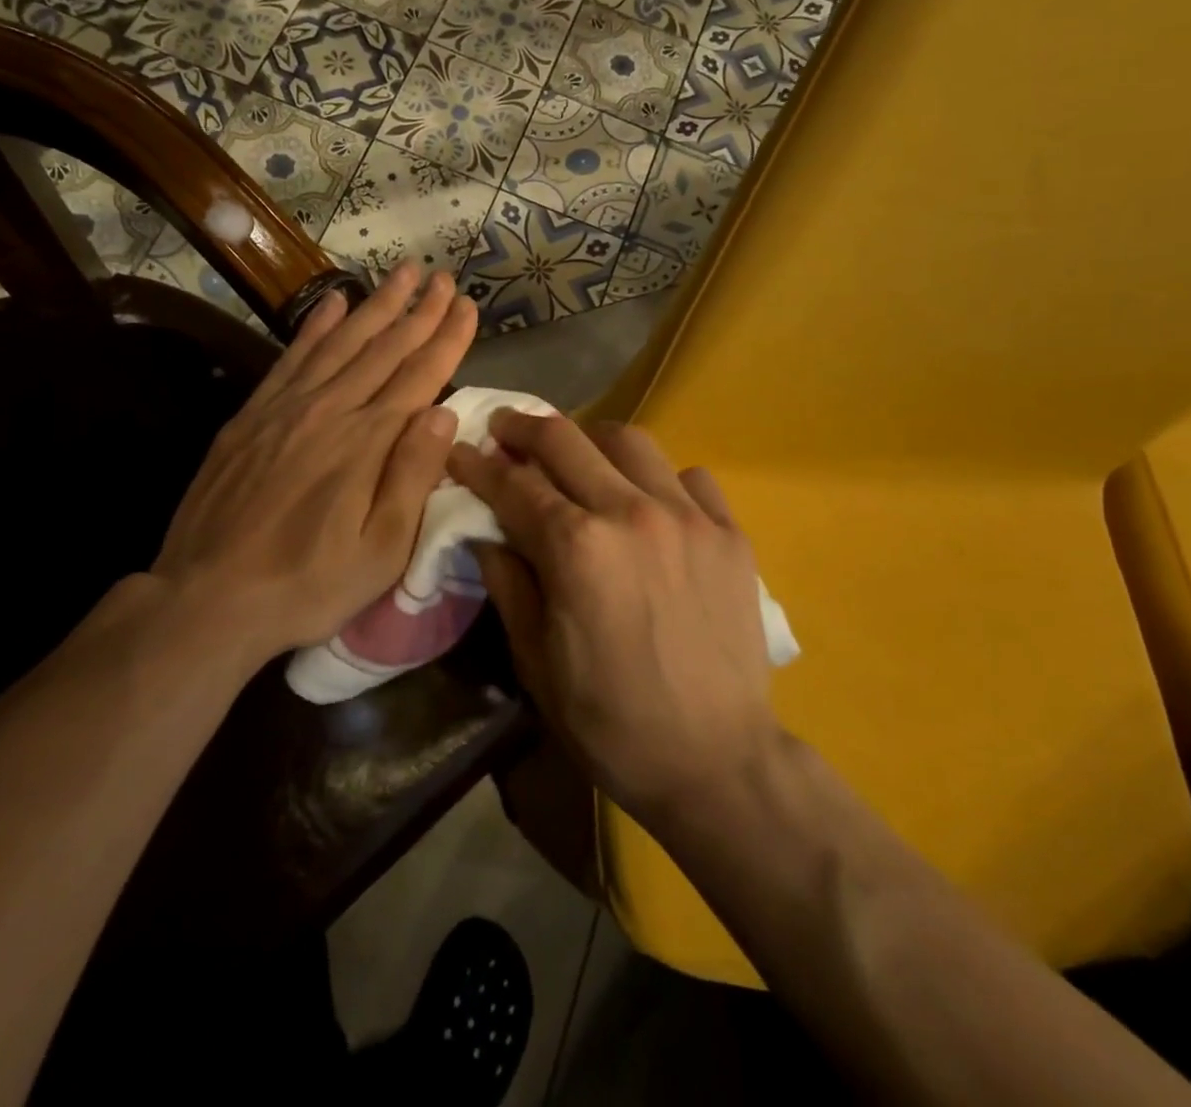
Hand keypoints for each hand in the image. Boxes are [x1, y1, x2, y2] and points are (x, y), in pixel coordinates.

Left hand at [150, 263, 475, 673]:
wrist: (207, 597)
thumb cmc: (308, 584)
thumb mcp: (381, 550)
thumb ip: (413, 476)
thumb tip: (445, 413)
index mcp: (368, 442)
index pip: (420, 375)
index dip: (448, 338)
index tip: (469, 306)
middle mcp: (330, 410)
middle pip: (384, 349)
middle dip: (419, 310)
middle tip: (443, 277)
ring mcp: (286, 408)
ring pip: (341, 342)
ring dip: (375, 305)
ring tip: (402, 273)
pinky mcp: (252, 416)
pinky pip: (292, 357)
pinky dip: (316, 326)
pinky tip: (332, 302)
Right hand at [447, 412, 777, 825]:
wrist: (716, 761)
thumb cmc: (611, 721)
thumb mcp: (537, 660)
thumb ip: (509, 584)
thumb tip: (487, 534)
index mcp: (576, 548)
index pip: (514, 485)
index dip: (478, 465)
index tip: (460, 451)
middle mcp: (631, 513)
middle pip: (566, 440)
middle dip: (524, 428)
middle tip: (506, 429)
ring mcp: (688, 517)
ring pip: (631, 441)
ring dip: (592, 442)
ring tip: (579, 459)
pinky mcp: (730, 533)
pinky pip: (691, 477)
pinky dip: (660, 479)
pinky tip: (651, 503)